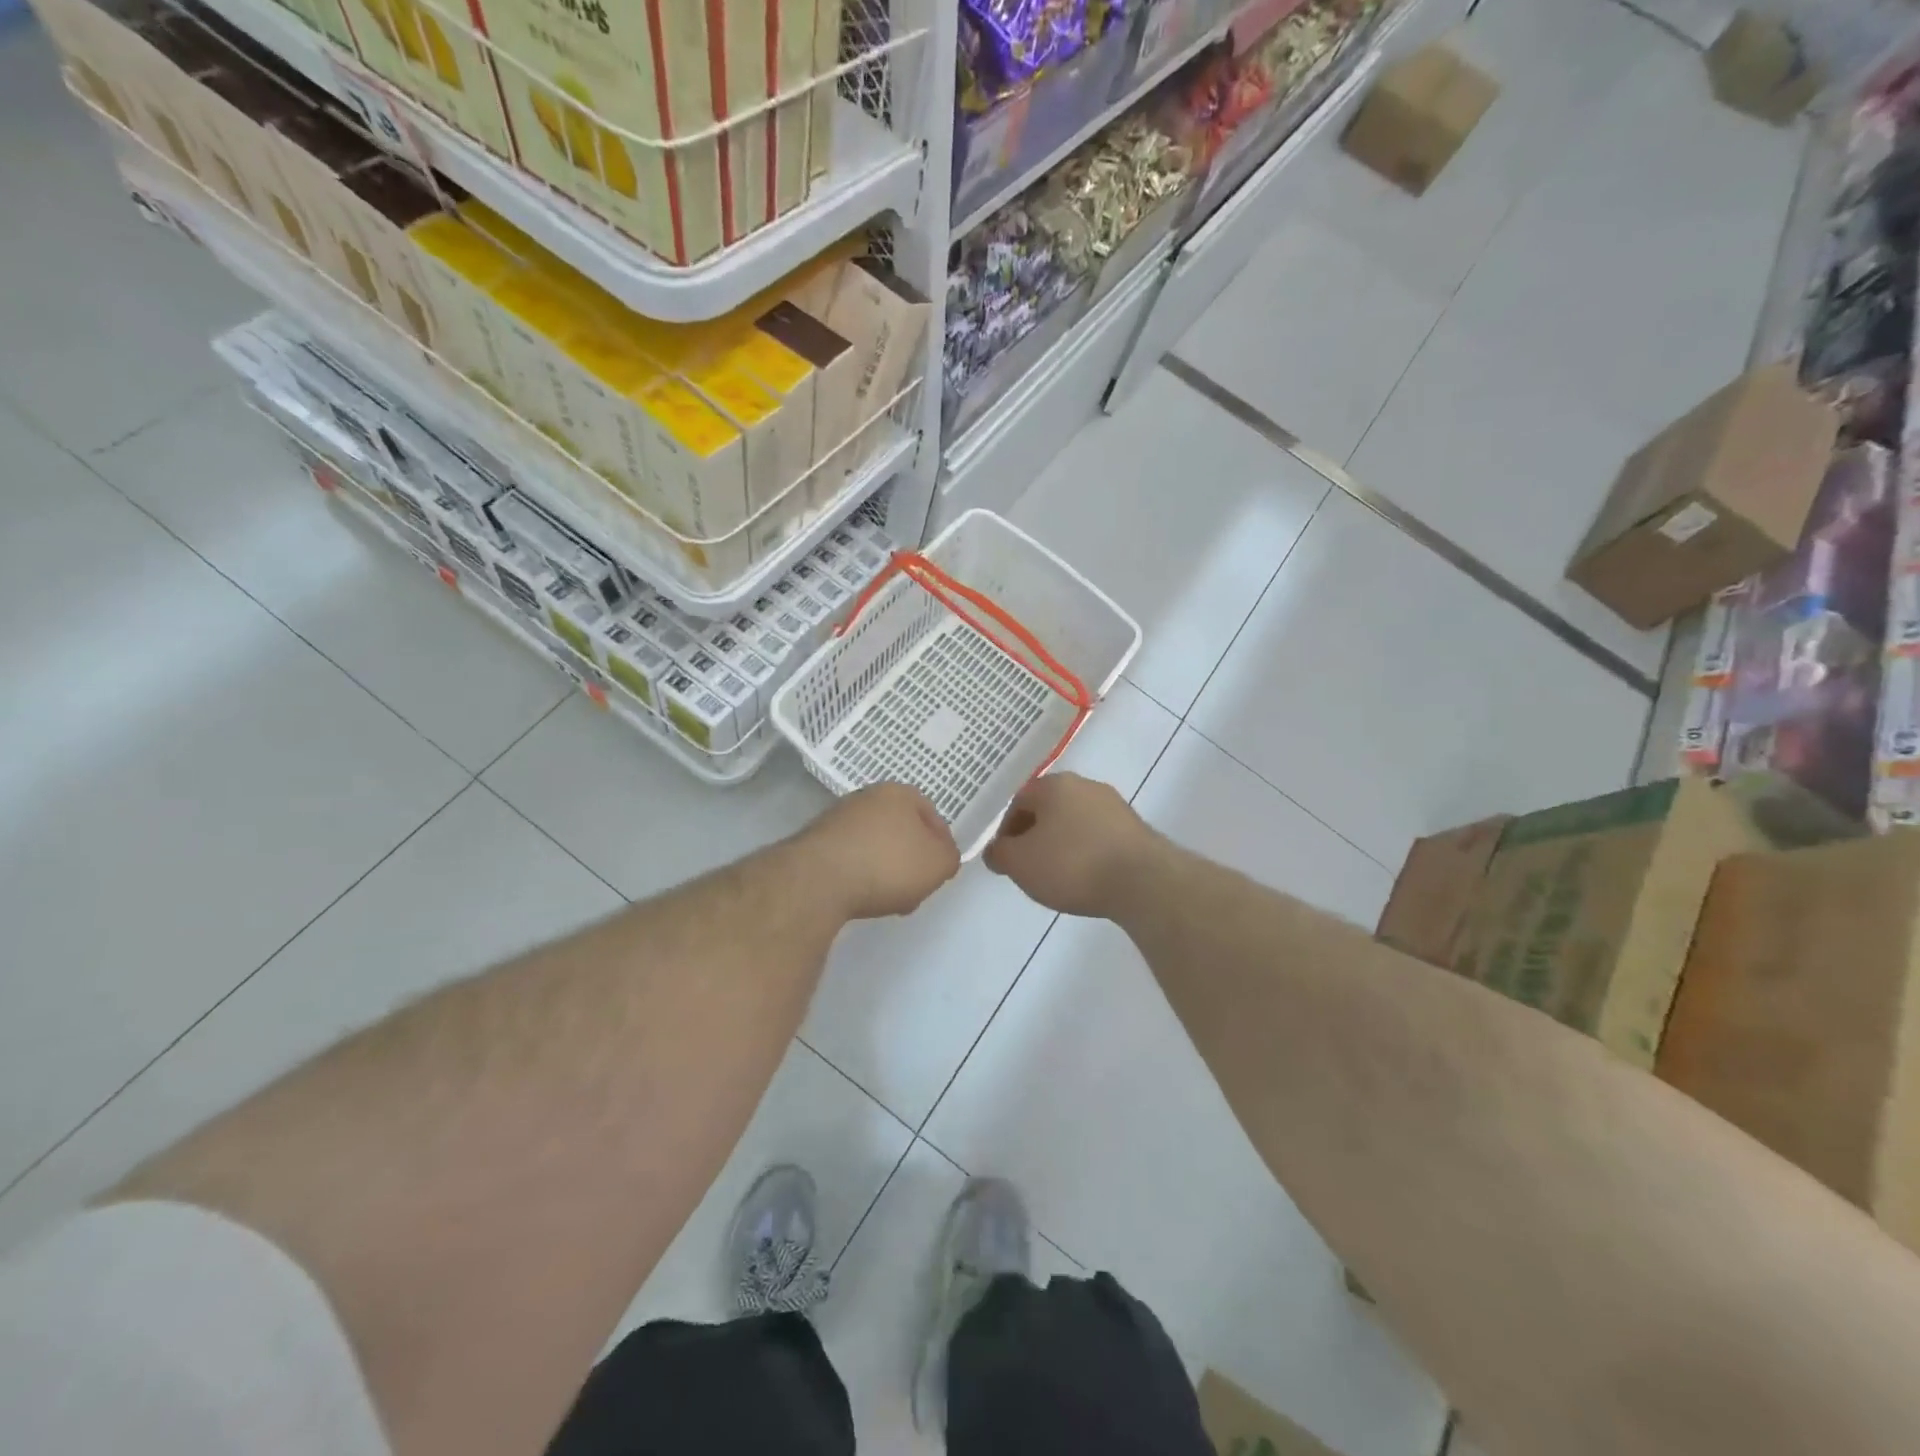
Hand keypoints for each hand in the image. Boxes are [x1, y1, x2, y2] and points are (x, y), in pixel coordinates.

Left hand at [801, 782, 959, 919]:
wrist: (819, 880)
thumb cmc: (888, 864)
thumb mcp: (939, 864)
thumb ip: (949, 857)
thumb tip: (941, 856)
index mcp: (899, 792)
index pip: (932, 815)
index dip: (941, 845)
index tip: (939, 871)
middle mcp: (867, 797)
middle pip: (901, 830)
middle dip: (911, 859)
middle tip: (916, 888)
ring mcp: (837, 818)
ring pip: (875, 845)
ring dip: (885, 870)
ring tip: (889, 900)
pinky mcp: (816, 842)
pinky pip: (850, 858)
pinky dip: (859, 875)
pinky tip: (861, 897)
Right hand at [983, 773, 1161, 918]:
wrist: (1142, 882)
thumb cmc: (1072, 864)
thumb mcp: (1020, 863)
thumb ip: (1000, 853)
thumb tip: (996, 850)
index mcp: (1054, 785)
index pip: (1019, 801)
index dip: (1006, 831)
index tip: (1005, 859)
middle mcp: (1086, 785)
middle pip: (1049, 809)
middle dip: (1035, 836)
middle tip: (1029, 867)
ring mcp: (1115, 806)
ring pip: (1075, 823)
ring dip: (1062, 845)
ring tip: (1059, 877)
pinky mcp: (1137, 829)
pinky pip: (1099, 837)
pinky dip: (1087, 853)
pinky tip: (1088, 878)